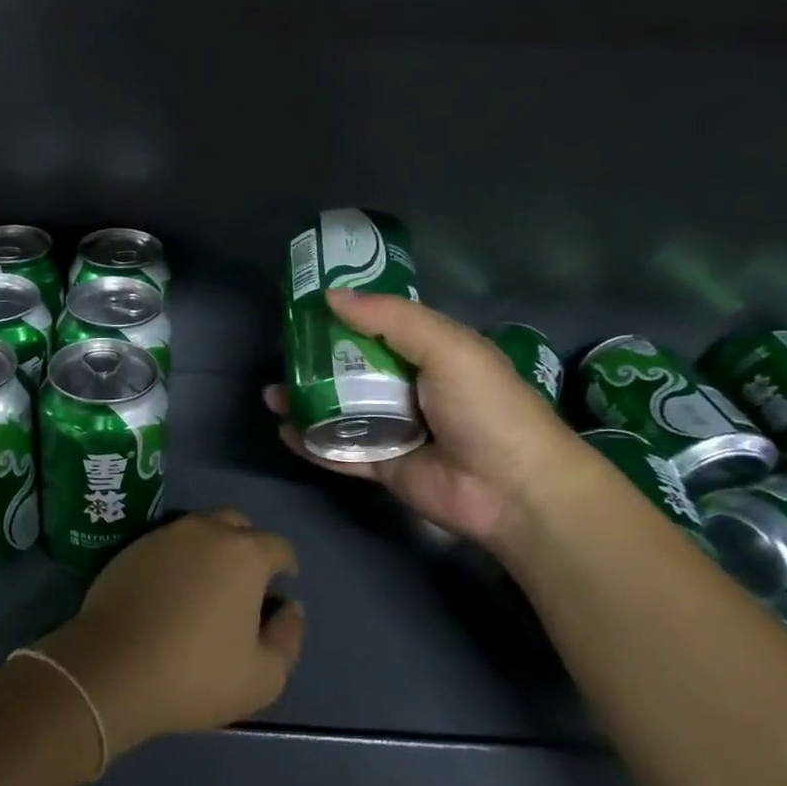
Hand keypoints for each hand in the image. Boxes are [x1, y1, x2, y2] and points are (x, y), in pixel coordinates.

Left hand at [34, 510, 303, 756]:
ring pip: (199, 529)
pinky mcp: (131, 547)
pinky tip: (170, 590)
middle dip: (247, 545)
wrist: (112, 667)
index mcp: (244, 553)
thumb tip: (290, 608)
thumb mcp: (263, 676)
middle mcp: (206, 530)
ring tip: (206, 584)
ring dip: (210, 549)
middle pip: (237, 525)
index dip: (285, 566)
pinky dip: (177, 559)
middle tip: (244, 581)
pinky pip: (166, 544)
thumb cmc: (196, 674)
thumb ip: (288, 637)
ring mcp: (164, 535)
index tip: (280, 587)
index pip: (278, 546)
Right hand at [265, 290, 583, 544]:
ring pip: (340, 410)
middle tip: (282, 353)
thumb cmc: (486, 407)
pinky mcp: (384, 467)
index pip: (380, 327)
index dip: (345, 315)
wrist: (514, 489)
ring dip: (306, 401)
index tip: (306, 306)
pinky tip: (284, 431)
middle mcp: (409, 387)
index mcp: (430, 353)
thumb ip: (391, 319)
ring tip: (271, 393)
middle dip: (316, 361)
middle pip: (353, 369)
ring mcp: (395, 429)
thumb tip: (332, 296)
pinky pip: (340, 451)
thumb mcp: (447, 347)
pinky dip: (312, 442)